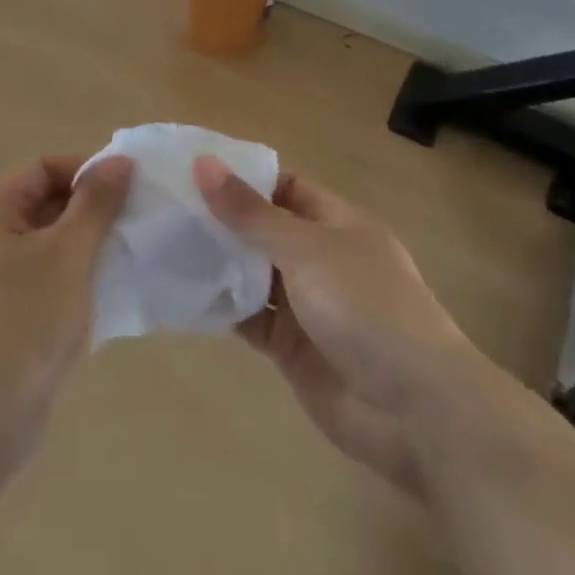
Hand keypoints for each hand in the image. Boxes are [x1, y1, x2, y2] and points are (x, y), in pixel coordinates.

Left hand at [0, 155, 133, 438]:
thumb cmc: (24, 321)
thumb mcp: (68, 253)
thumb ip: (96, 202)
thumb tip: (119, 160)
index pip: (42, 169)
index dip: (86, 171)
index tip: (130, 189)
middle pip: (43, 205)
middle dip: (89, 212)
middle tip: (134, 225)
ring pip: (45, 247)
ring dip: (85, 249)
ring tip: (126, 259)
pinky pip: (41, 283)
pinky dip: (71, 282)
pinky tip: (105, 298)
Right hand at [193, 158, 469, 497]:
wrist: (413, 410)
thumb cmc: (365, 308)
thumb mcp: (306, 249)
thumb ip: (251, 213)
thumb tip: (203, 164)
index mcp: (337, 224)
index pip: (285, 187)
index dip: (243, 177)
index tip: (192, 170)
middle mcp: (320, 259)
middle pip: (264, 231)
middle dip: (221, 220)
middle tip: (163, 207)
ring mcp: (306, 306)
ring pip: (252, 275)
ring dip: (216, 264)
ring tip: (160, 244)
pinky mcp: (291, 348)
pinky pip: (249, 319)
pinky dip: (221, 308)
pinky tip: (181, 295)